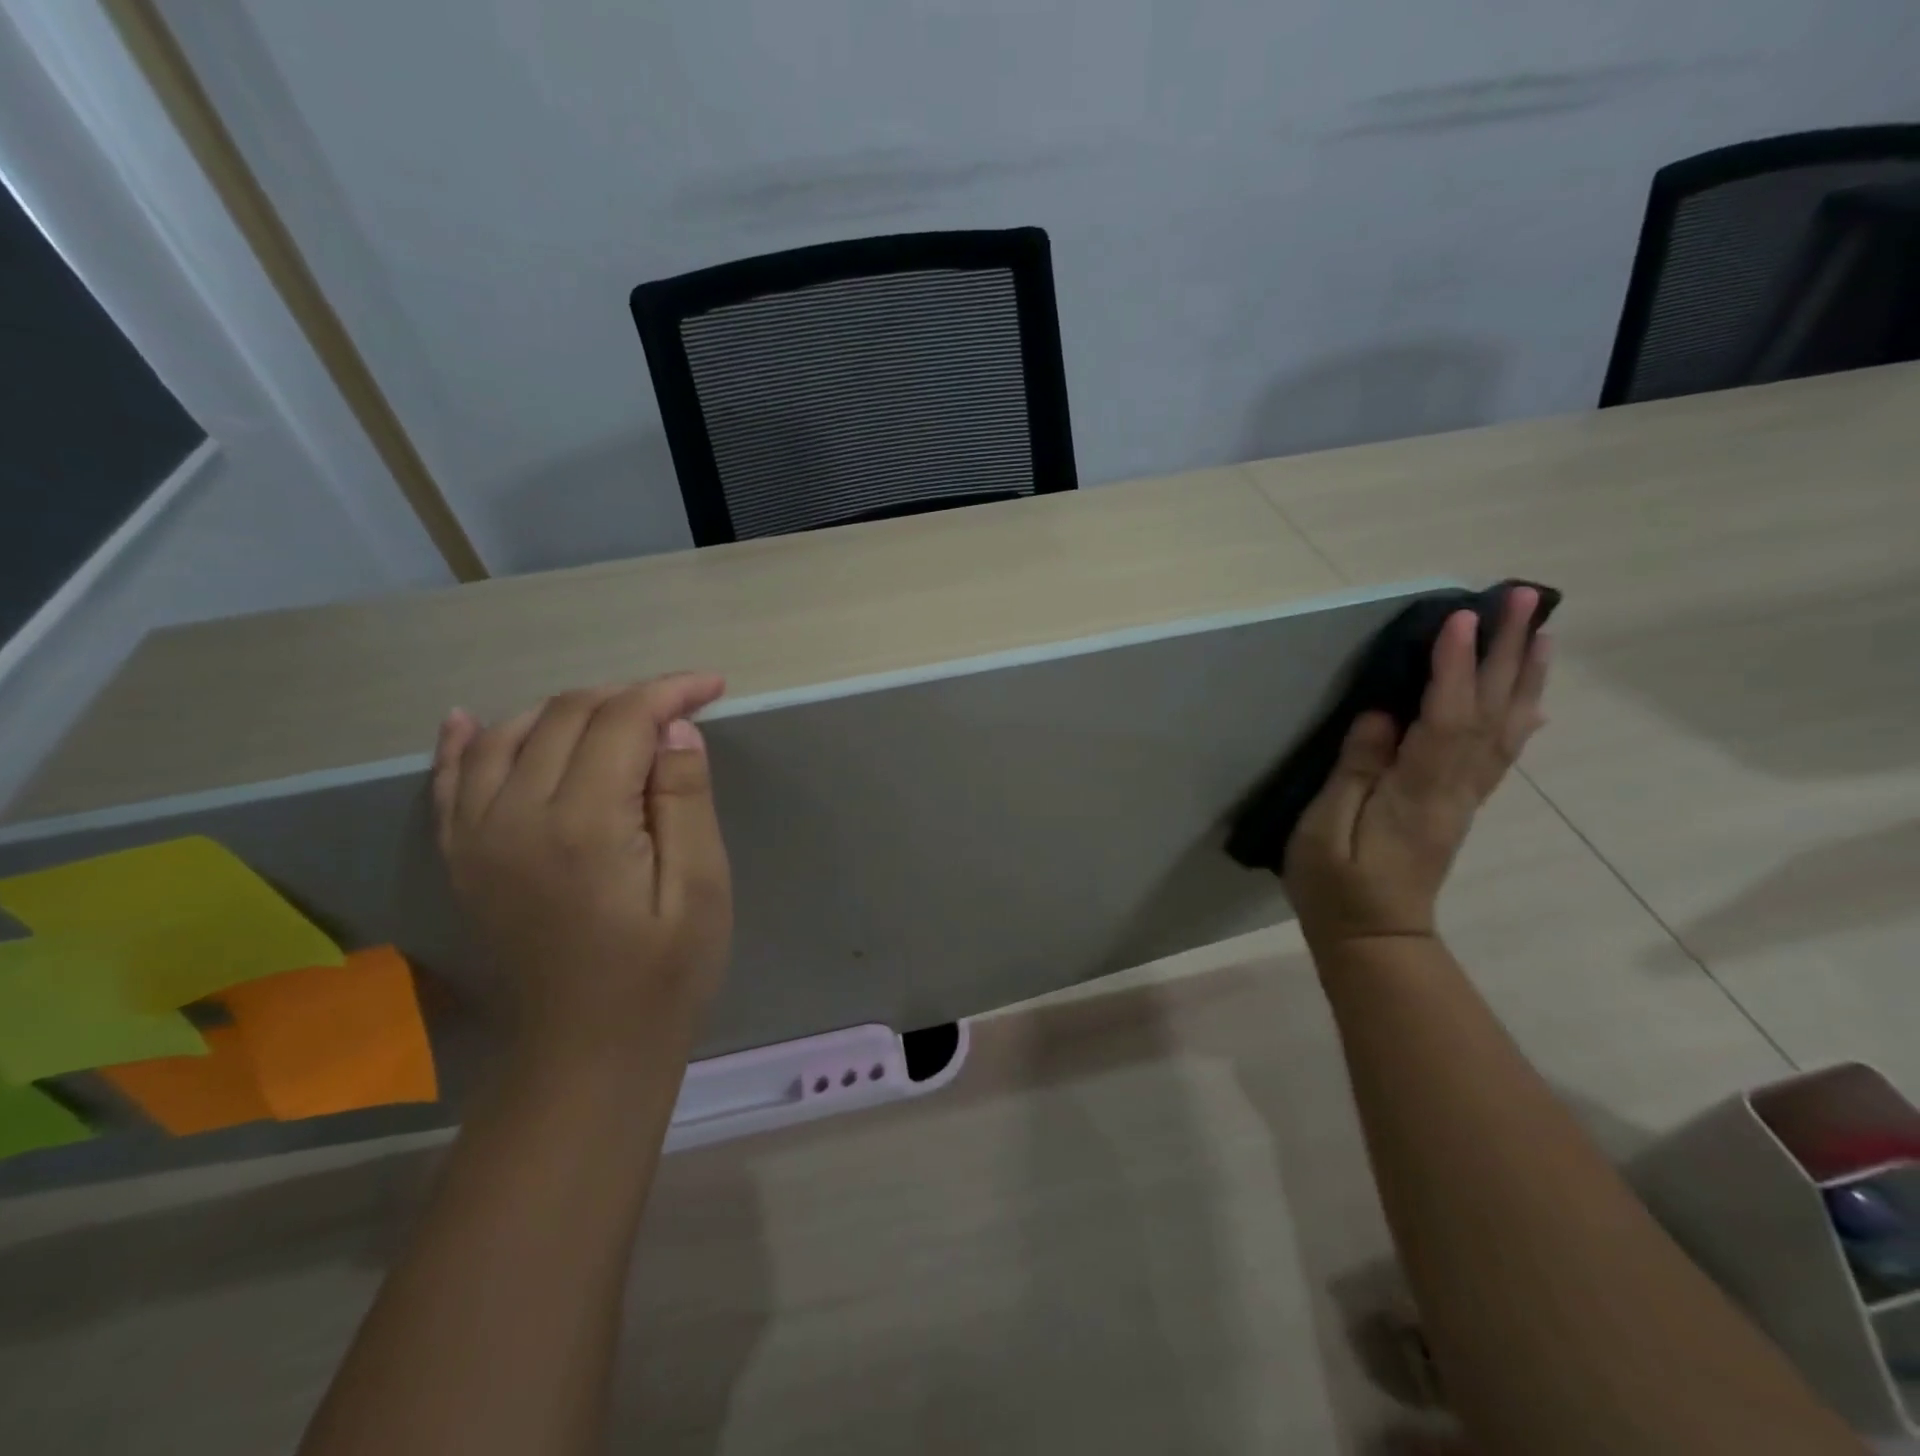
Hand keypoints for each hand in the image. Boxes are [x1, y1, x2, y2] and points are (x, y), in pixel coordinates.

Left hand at [431, 674, 731, 1059]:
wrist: (588, 1052)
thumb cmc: (664, 974)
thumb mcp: (701, 888)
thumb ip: (686, 800)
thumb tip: (677, 728)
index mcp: (583, 824)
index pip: (622, 720)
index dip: (670, 692)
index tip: (713, 687)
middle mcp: (515, 816)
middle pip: (567, 715)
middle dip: (628, 697)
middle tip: (680, 710)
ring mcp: (476, 837)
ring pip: (510, 733)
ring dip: (567, 709)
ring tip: (619, 716)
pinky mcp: (462, 858)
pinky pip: (450, 780)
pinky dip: (465, 741)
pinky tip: (468, 718)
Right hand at [1284, 588, 1549, 949]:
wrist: (1374, 938)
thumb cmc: (1336, 887)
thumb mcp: (1324, 832)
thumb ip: (1353, 772)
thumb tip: (1381, 717)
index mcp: (1416, 793)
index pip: (1444, 719)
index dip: (1454, 667)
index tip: (1462, 617)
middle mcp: (1455, 789)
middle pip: (1490, 713)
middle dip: (1508, 652)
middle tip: (1527, 597)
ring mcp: (1464, 798)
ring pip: (1506, 728)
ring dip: (1525, 676)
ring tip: (1544, 630)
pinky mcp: (1460, 805)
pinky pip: (1501, 754)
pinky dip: (1521, 717)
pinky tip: (1532, 697)